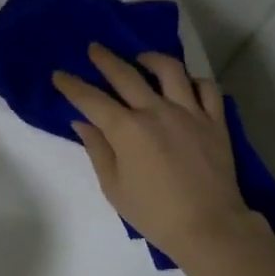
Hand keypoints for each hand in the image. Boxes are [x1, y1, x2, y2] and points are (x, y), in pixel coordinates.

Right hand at [52, 43, 263, 264]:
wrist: (207, 226)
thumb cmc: (153, 213)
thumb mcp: (114, 187)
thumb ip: (97, 150)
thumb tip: (83, 123)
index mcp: (127, 130)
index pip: (91, 99)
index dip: (72, 86)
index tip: (59, 75)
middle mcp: (156, 111)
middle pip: (126, 75)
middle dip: (105, 59)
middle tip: (94, 49)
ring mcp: (189, 112)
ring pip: (170, 70)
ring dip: (151, 59)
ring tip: (141, 59)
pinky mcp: (215, 121)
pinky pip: (207, 88)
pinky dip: (194, 81)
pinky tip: (184, 84)